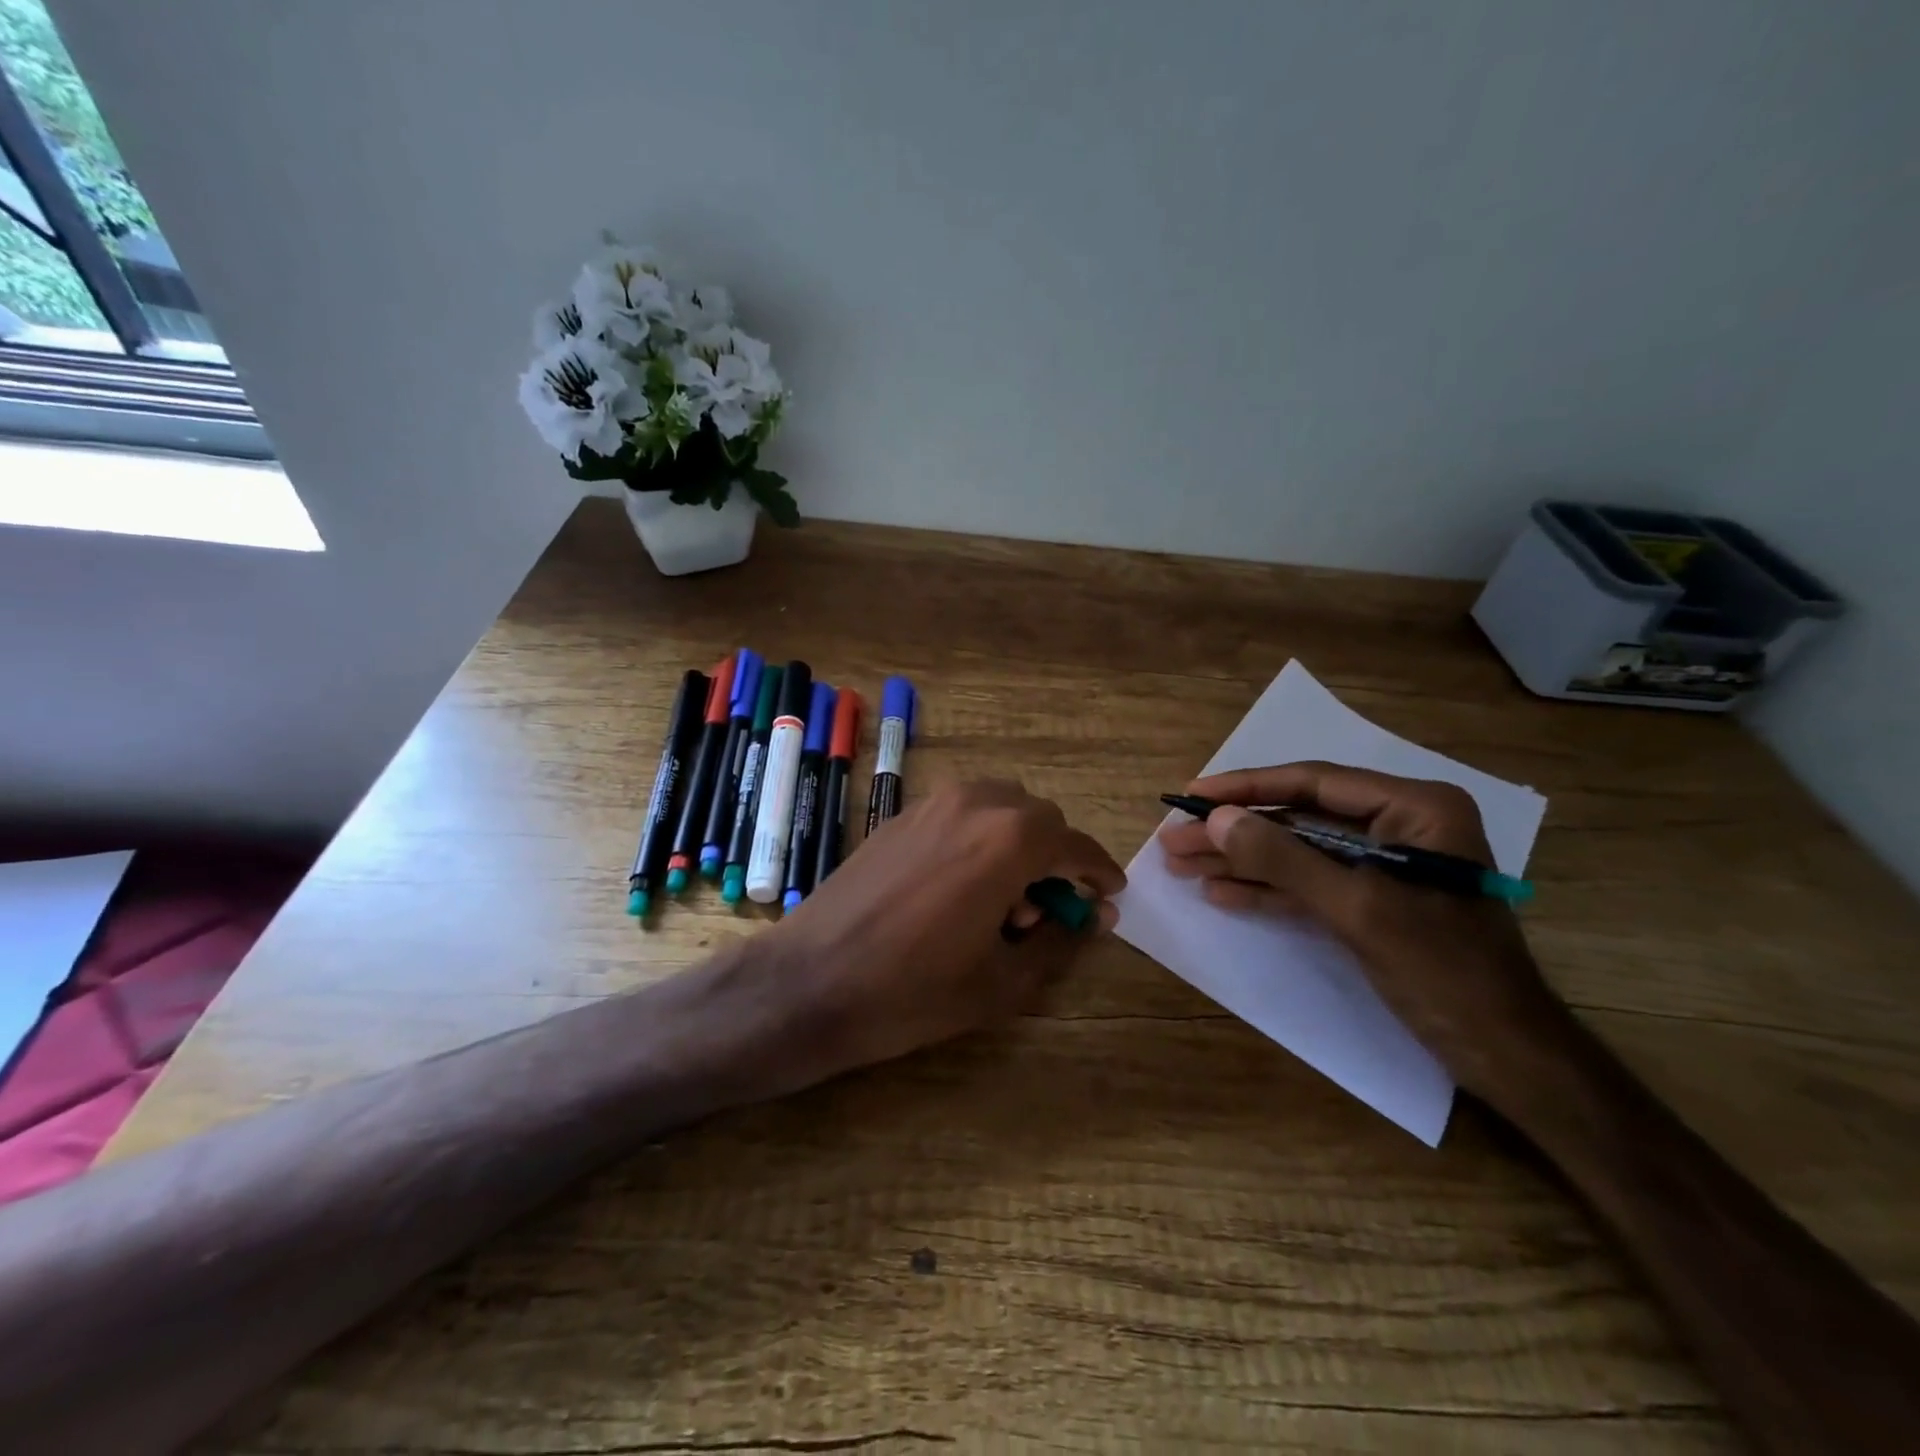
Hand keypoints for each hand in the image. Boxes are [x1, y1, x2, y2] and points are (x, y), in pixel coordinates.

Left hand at [767, 779, 1125, 1076]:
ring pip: (997, 808)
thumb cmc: (914, 991)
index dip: (1098, 870)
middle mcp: (973, 803)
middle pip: (1038, 818)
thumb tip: (1092, 917)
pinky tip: (960, 889)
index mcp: (1008, 838)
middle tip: (1046, 911)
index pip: (1075, 843)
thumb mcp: (1003, 981)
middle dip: (1055, 858)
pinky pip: (959, 813)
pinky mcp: (898, 816)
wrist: (809, 982)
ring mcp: (930, 804)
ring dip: (1016, 843)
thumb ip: (1060, 940)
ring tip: (1001, 901)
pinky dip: (979, 838)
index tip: (1109, 895)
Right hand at [1155, 761, 1573, 1103]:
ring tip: (1181, 865)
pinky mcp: (1372, 903)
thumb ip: (1284, 859)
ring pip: (1297, 853)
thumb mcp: (1358, 908)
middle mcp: (1399, 826)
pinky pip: (1310, 886)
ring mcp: (1384, 867)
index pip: (1314, 783)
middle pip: (1298, 819)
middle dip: (1235, 832)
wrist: (1505, 1057)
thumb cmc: (1444, 971)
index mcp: (1414, 808)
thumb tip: (1215, 819)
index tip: (1192, 794)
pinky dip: (1267, 891)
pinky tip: (1221, 893)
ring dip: (1241, 862)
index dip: (1247, 788)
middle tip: (1173, 838)